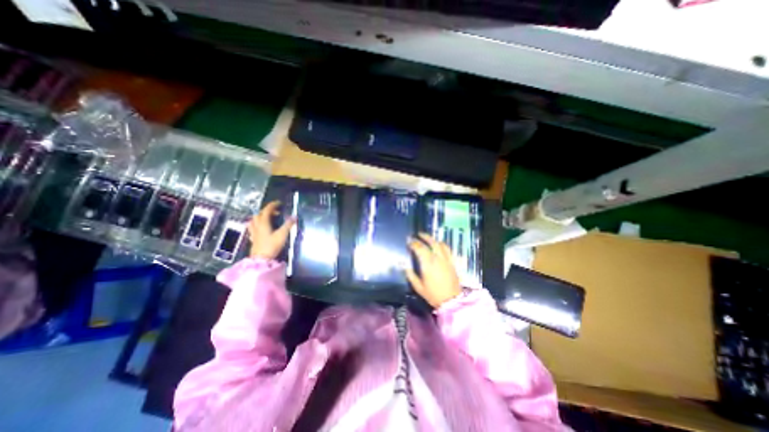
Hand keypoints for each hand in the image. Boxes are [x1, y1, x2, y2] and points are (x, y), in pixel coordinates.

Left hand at [248, 199, 294, 259]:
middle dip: (268, 211)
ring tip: (268, 218)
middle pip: (259, 214)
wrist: (261, 259)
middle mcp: (257, 226)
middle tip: (277, 212)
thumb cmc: (272, 246)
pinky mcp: (253, 238)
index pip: (266, 210)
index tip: (279, 203)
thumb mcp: (282, 234)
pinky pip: (253, 227)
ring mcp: (254, 232)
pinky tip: (261, 228)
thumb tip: (294, 216)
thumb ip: (288, 225)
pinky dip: (257, 224)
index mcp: (263, 223)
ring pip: (254, 220)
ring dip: (261, 216)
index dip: (272, 205)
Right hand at [404, 234, 457, 308]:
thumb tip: (403, 264)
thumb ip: (410, 274)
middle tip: (418, 234)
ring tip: (428, 238)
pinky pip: (448, 250)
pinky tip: (439, 245)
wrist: (451, 301)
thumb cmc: (433, 294)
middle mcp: (437, 258)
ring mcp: (446, 259)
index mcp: (428, 263)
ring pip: (440, 244)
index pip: (419, 248)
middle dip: (424, 236)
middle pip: (431, 242)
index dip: (413, 243)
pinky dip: (442, 245)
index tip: (409, 241)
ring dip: (433, 239)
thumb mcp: (418, 287)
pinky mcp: (452, 262)